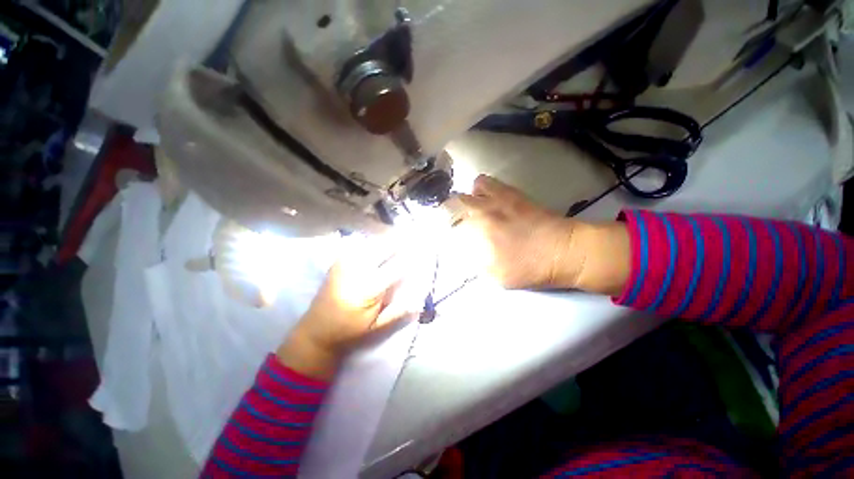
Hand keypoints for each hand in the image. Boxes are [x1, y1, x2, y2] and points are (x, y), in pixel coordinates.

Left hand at [277, 236, 426, 378]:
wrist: (315, 331)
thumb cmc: (349, 331)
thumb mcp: (376, 329)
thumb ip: (398, 313)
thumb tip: (420, 301)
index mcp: (368, 289)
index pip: (396, 267)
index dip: (412, 255)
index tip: (425, 248)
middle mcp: (356, 270)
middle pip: (383, 246)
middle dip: (402, 238)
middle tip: (417, 233)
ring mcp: (345, 262)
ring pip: (372, 241)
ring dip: (389, 237)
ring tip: (404, 233)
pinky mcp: (339, 260)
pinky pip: (361, 244)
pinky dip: (375, 240)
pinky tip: (383, 240)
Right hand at [455, 175, 580, 289]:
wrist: (564, 250)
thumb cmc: (530, 267)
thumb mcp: (496, 276)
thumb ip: (475, 264)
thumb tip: (464, 252)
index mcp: (479, 230)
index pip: (450, 223)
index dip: (445, 228)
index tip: (448, 235)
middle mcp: (485, 210)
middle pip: (455, 203)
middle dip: (450, 212)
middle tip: (457, 222)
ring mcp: (499, 199)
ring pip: (473, 188)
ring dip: (468, 198)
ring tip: (473, 209)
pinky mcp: (512, 193)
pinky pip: (489, 183)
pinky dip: (482, 190)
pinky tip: (488, 201)